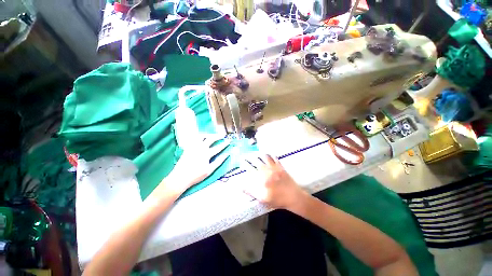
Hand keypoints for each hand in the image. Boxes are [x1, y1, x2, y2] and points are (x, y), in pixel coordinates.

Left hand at [163, 134, 229, 194]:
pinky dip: (199, 137)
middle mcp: (200, 148)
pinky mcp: (188, 148)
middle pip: (211, 139)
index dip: (224, 144)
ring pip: (201, 136)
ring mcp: (193, 147)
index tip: (229, 140)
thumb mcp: (210, 170)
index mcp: (207, 154)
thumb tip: (227, 155)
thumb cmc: (196, 175)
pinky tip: (201, 138)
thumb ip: (219, 161)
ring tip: (211, 135)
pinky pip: (193, 139)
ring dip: (208, 135)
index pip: (218, 147)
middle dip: (218, 136)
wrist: (180, 177)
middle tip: (222, 135)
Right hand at [243, 154, 307, 209]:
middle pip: (257, 161)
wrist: (294, 197)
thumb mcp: (263, 199)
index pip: (251, 169)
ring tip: (256, 153)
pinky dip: (271, 155)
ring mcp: (275, 168)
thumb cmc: (278, 199)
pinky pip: (275, 158)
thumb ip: (252, 192)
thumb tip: (241, 187)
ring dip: (260, 154)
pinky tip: (269, 154)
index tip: (242, 161)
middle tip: (247, 155)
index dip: (245, 164)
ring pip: (265, 157)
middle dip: (250, 157)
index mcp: (262, 178)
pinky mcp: (281, 167)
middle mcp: (267, 171)